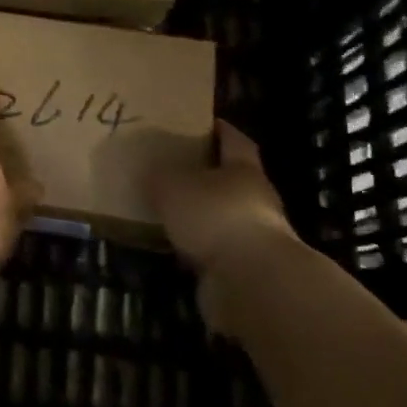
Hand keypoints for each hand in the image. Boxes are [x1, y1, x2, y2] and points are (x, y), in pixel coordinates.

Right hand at [150, 121, 299, 334]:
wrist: (251, 282)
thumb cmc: (215, 216)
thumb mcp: (173, 186)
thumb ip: (159, 176)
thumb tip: (150, 174)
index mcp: (244, 169)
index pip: (234, 140)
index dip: (219, 130)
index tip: (201, 124)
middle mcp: (256, 199)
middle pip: (231, 180)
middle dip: (206, 175)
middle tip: (174, 169)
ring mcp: (254, 237)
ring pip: (222, 217)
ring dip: (201, 216)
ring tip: (168, 212)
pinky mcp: (245, 269)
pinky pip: (216, 249)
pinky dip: (198, 247)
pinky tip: (175, 246)